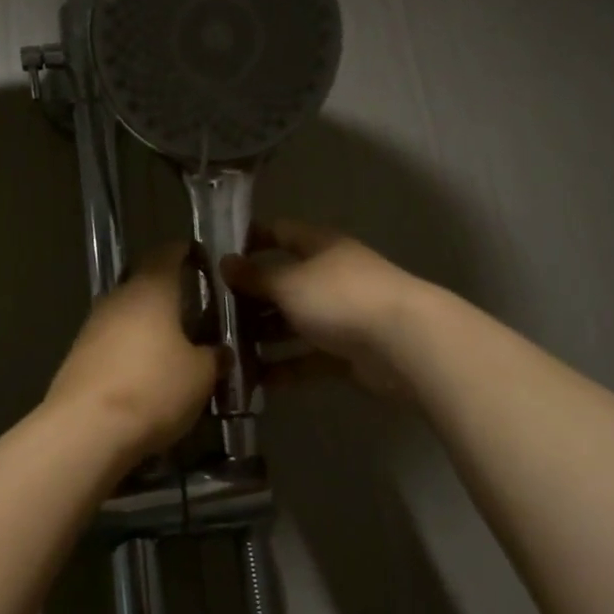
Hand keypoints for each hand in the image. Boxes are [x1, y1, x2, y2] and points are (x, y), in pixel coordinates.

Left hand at [47, 243, 222, 459]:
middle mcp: (118, 298)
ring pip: (128, 316)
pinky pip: (113, 344)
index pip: (168, 253)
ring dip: (149, 328)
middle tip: (197, 313)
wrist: (86, 429)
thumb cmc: (153, 388)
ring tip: (175, 349)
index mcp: (151, 289)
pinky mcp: (78, 357)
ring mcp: (92, 327)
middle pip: (146, 285)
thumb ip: (214, 357)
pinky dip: (131, 352)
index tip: (202, 260)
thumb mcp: (201, 375)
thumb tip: (218, 351)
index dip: (186, 253)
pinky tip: (147, 376)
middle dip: (170, 297)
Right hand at [223, 220, 426, 397]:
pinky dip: (284, 367)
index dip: (251, 240)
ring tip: (226, 350)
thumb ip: (255, 276)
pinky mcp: (347, 353)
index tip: (218, 256)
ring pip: (293, 323)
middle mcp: (330, 277)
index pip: (281, 233)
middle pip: (284, 283)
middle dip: (250, 298)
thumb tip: (225, 262)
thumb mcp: (289, 282)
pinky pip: (307, 358)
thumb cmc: (340, 298)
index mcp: (320, 247)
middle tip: (210, 314)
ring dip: (263, 336)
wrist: (403, 343)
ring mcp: (341, 316)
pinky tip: (254, 380)